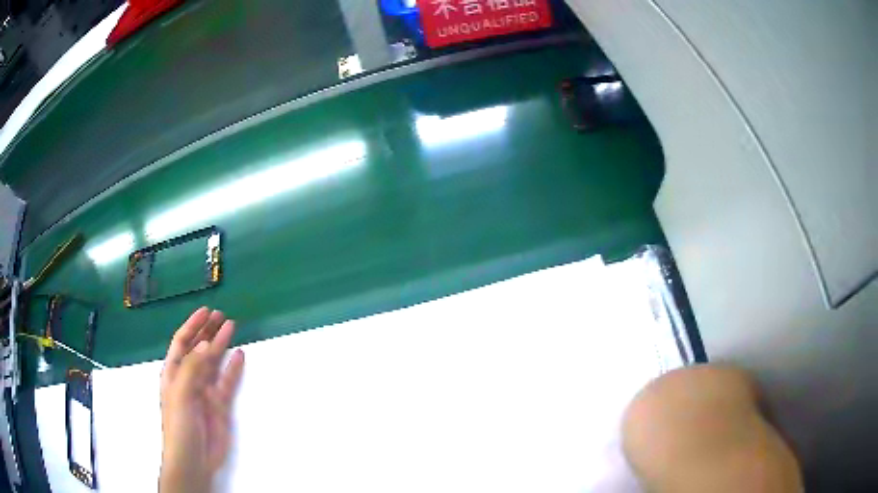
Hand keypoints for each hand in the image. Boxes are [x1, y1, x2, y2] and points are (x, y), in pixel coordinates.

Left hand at [159, 308, 244, 492]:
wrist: (193, 459)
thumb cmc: (179, 426)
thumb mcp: (180, 394)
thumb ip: (192, 368)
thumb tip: (205, 344)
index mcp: (173, 373)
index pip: (182, 343)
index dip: (192, 326)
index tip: (206, 311)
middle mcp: (189, 378)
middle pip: (198, 349)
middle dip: (208, 331)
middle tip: (222, 315)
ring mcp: (205, 391)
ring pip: (213, 362)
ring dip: (221, 345)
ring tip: (232, 327)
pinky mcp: (219, 405)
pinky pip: (227, 382)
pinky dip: (233, 368)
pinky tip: (239, 355)